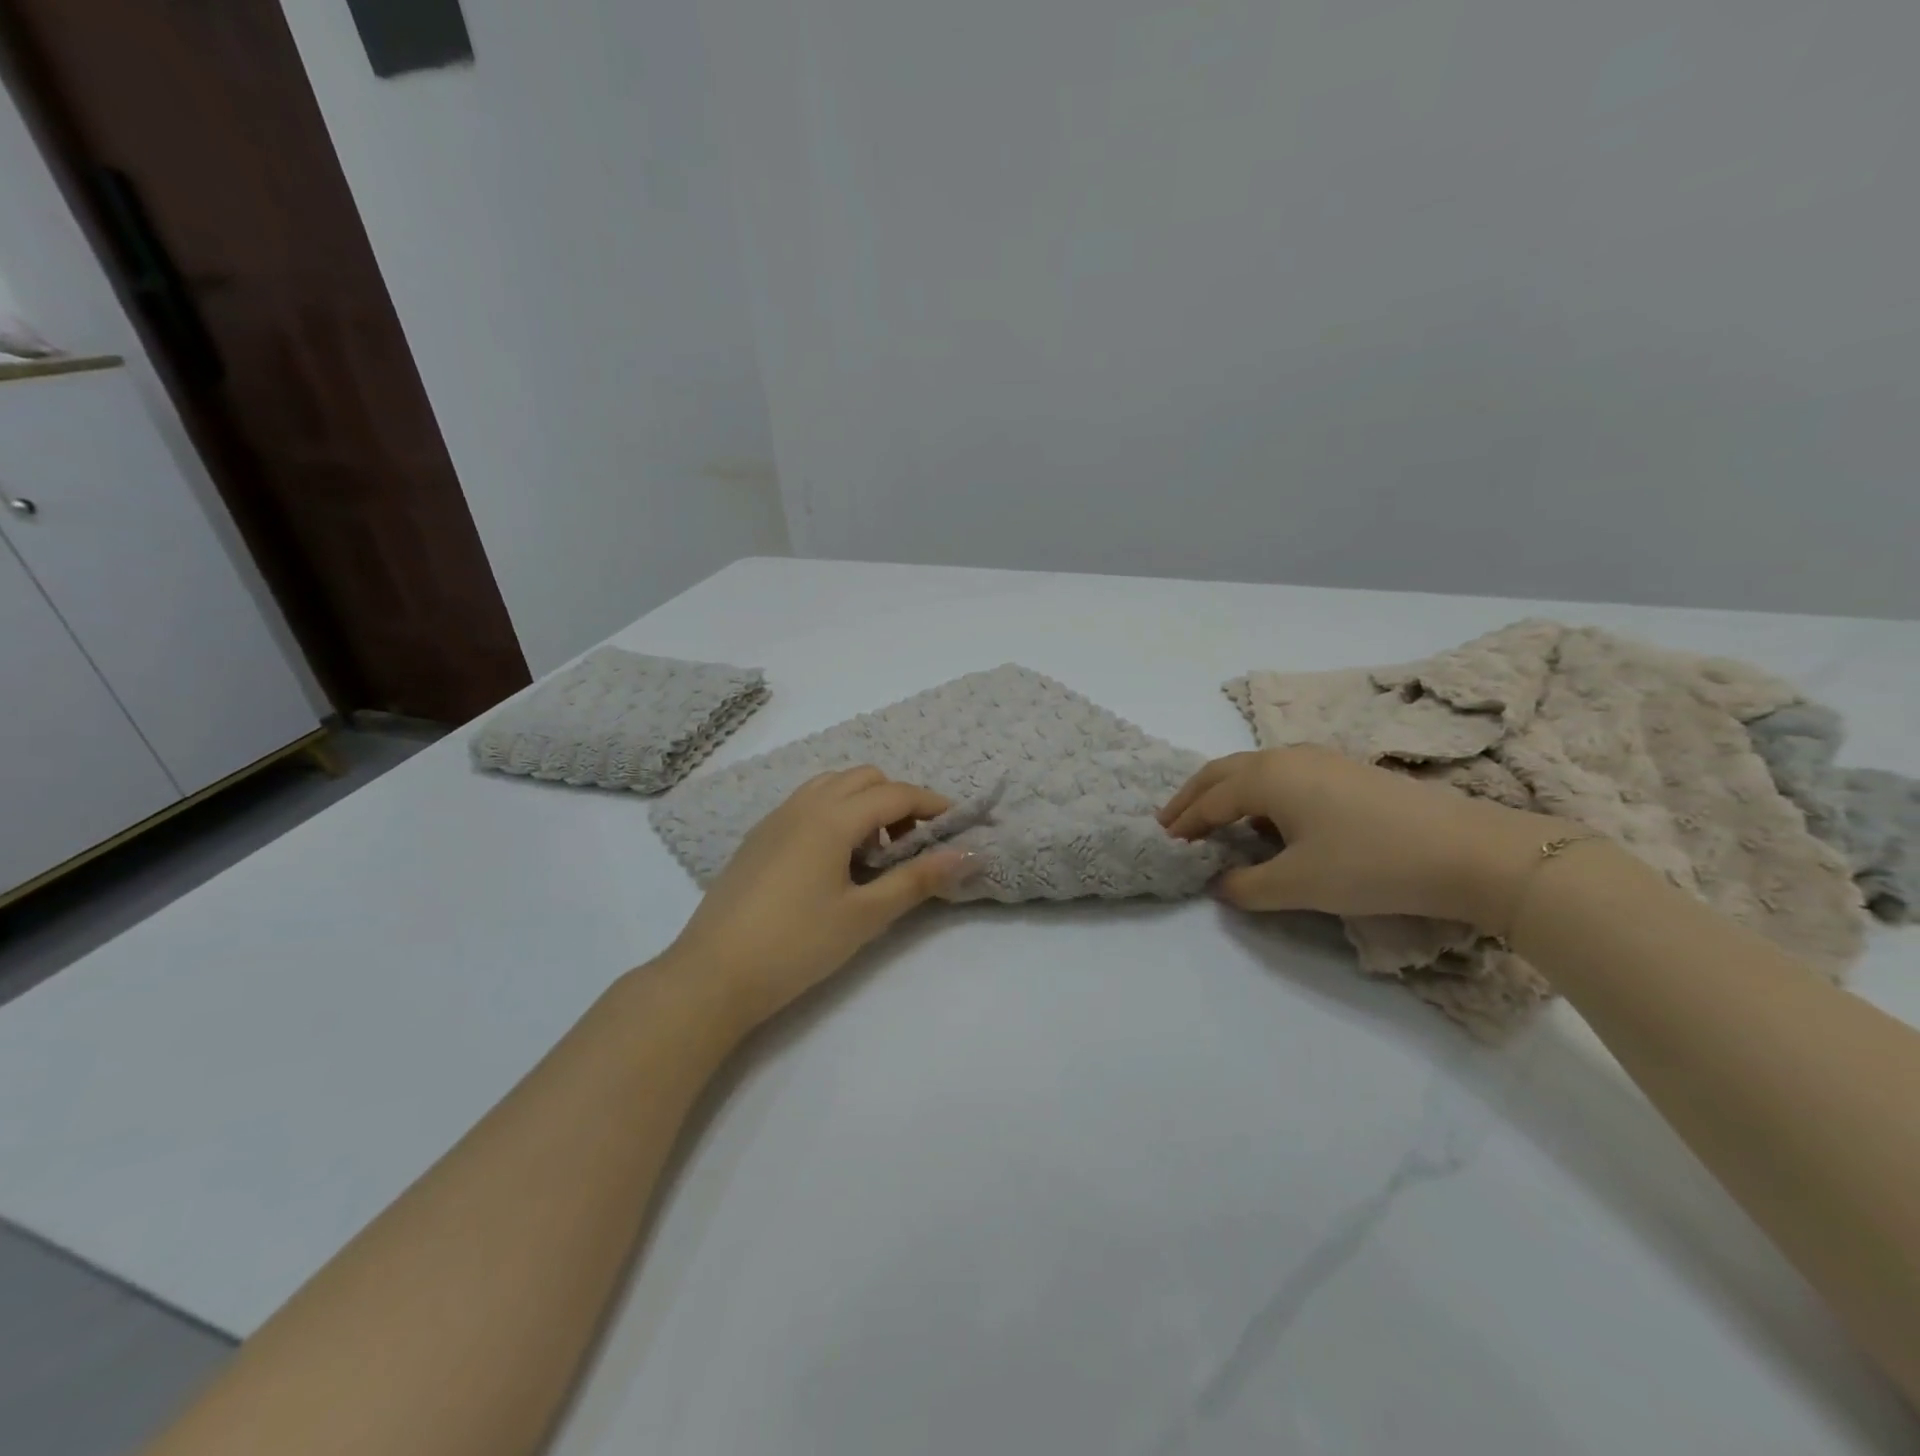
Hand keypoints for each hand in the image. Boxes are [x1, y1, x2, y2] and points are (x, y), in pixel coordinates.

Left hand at [660, 767, 966, 1029]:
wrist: (712, 975)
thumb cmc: (796, 945)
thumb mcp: (865, 916)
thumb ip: (917, 880)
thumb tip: (967, 855)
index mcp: (831, 818)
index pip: (895, 794)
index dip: (932, 804)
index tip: (957, 825)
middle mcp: (803, 805)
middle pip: (864, 778)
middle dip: (897, 800)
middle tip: (910, 846)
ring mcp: (775, 818)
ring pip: (832, 786)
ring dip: (863, 804)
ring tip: (871, 855)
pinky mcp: (758, 837)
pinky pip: (807, 804)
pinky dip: (834, 814)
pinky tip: (833, 862)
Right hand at [1158, 747, 1558, 931]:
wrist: (1468, 851)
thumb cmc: (1370, 863)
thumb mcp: (1299, 884)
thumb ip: (1248, 887)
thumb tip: (1221, 884)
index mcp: (1267, 777)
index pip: (1211, 800)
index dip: (1185, 823)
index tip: (1165, 842)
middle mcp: (1286, 757)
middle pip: (1223, 772)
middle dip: (1193, 796)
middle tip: (1170, 820)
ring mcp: (1320, 759)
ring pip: (1254, 769)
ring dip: (1225, 791)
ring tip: (1211, 817)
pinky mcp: (1346, 770)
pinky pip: (1281, 774)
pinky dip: (1256, 792)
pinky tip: (1266, 816)